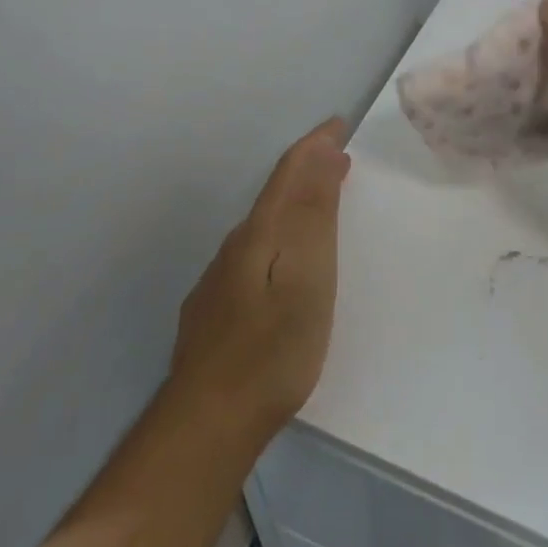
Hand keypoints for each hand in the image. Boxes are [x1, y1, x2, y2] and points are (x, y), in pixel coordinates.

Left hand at [166, 118, 350, 448]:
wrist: (208, 422)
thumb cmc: (273, 348)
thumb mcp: (307, 276)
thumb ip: (313, 213)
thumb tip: (321, 151)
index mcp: (259, 233)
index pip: (289, 172)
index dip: (314, 145)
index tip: (338, 124)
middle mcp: (234, 247)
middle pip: (274, 196)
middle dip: (308, 171)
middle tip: (339, 161)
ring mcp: (218, 281)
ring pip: (262, 227)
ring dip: (293, 206)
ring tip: (321, 205)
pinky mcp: (213, 312)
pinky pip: (252, 255)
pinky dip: (277, 240)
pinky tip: (282, 265)